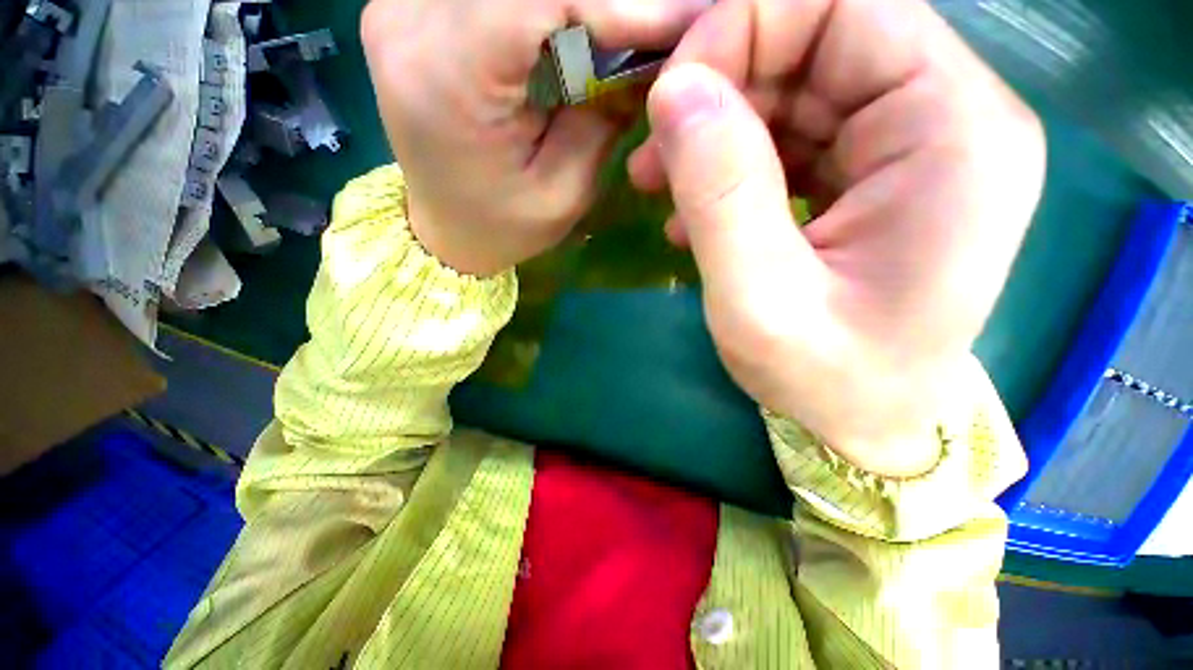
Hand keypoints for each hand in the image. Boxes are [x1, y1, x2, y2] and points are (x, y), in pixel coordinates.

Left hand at [360, 0, 707, 275]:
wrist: (444, 228)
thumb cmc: (503, 226)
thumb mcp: (564, 191)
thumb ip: (604, 114)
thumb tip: (653, 49)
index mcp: (448, 77)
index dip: (621, 3)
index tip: (681, 20)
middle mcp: (408, 21)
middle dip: (604, 2)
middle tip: (651, 31)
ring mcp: (400, 6)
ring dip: (576, 5)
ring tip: (616, 40)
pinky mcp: (409, 7)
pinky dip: (546, 9)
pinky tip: (573, 35)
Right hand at [629, 0, 1044, 475]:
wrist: (862, 423)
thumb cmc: (825, 381)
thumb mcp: (759, 301)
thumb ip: (721, 193)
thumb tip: (674, 92)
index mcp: (954, 133)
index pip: (846, 7)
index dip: (743, 27)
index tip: (669, 97)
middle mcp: (948, 119)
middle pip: (819, 38)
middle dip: (719, 79)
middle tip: (652, 146)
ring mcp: (912, 146)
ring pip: (797, 86)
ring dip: (715, 125)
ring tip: (657, 182)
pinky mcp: (874, 175)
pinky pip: (794, 134)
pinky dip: (732, 160)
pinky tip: (691, 213)